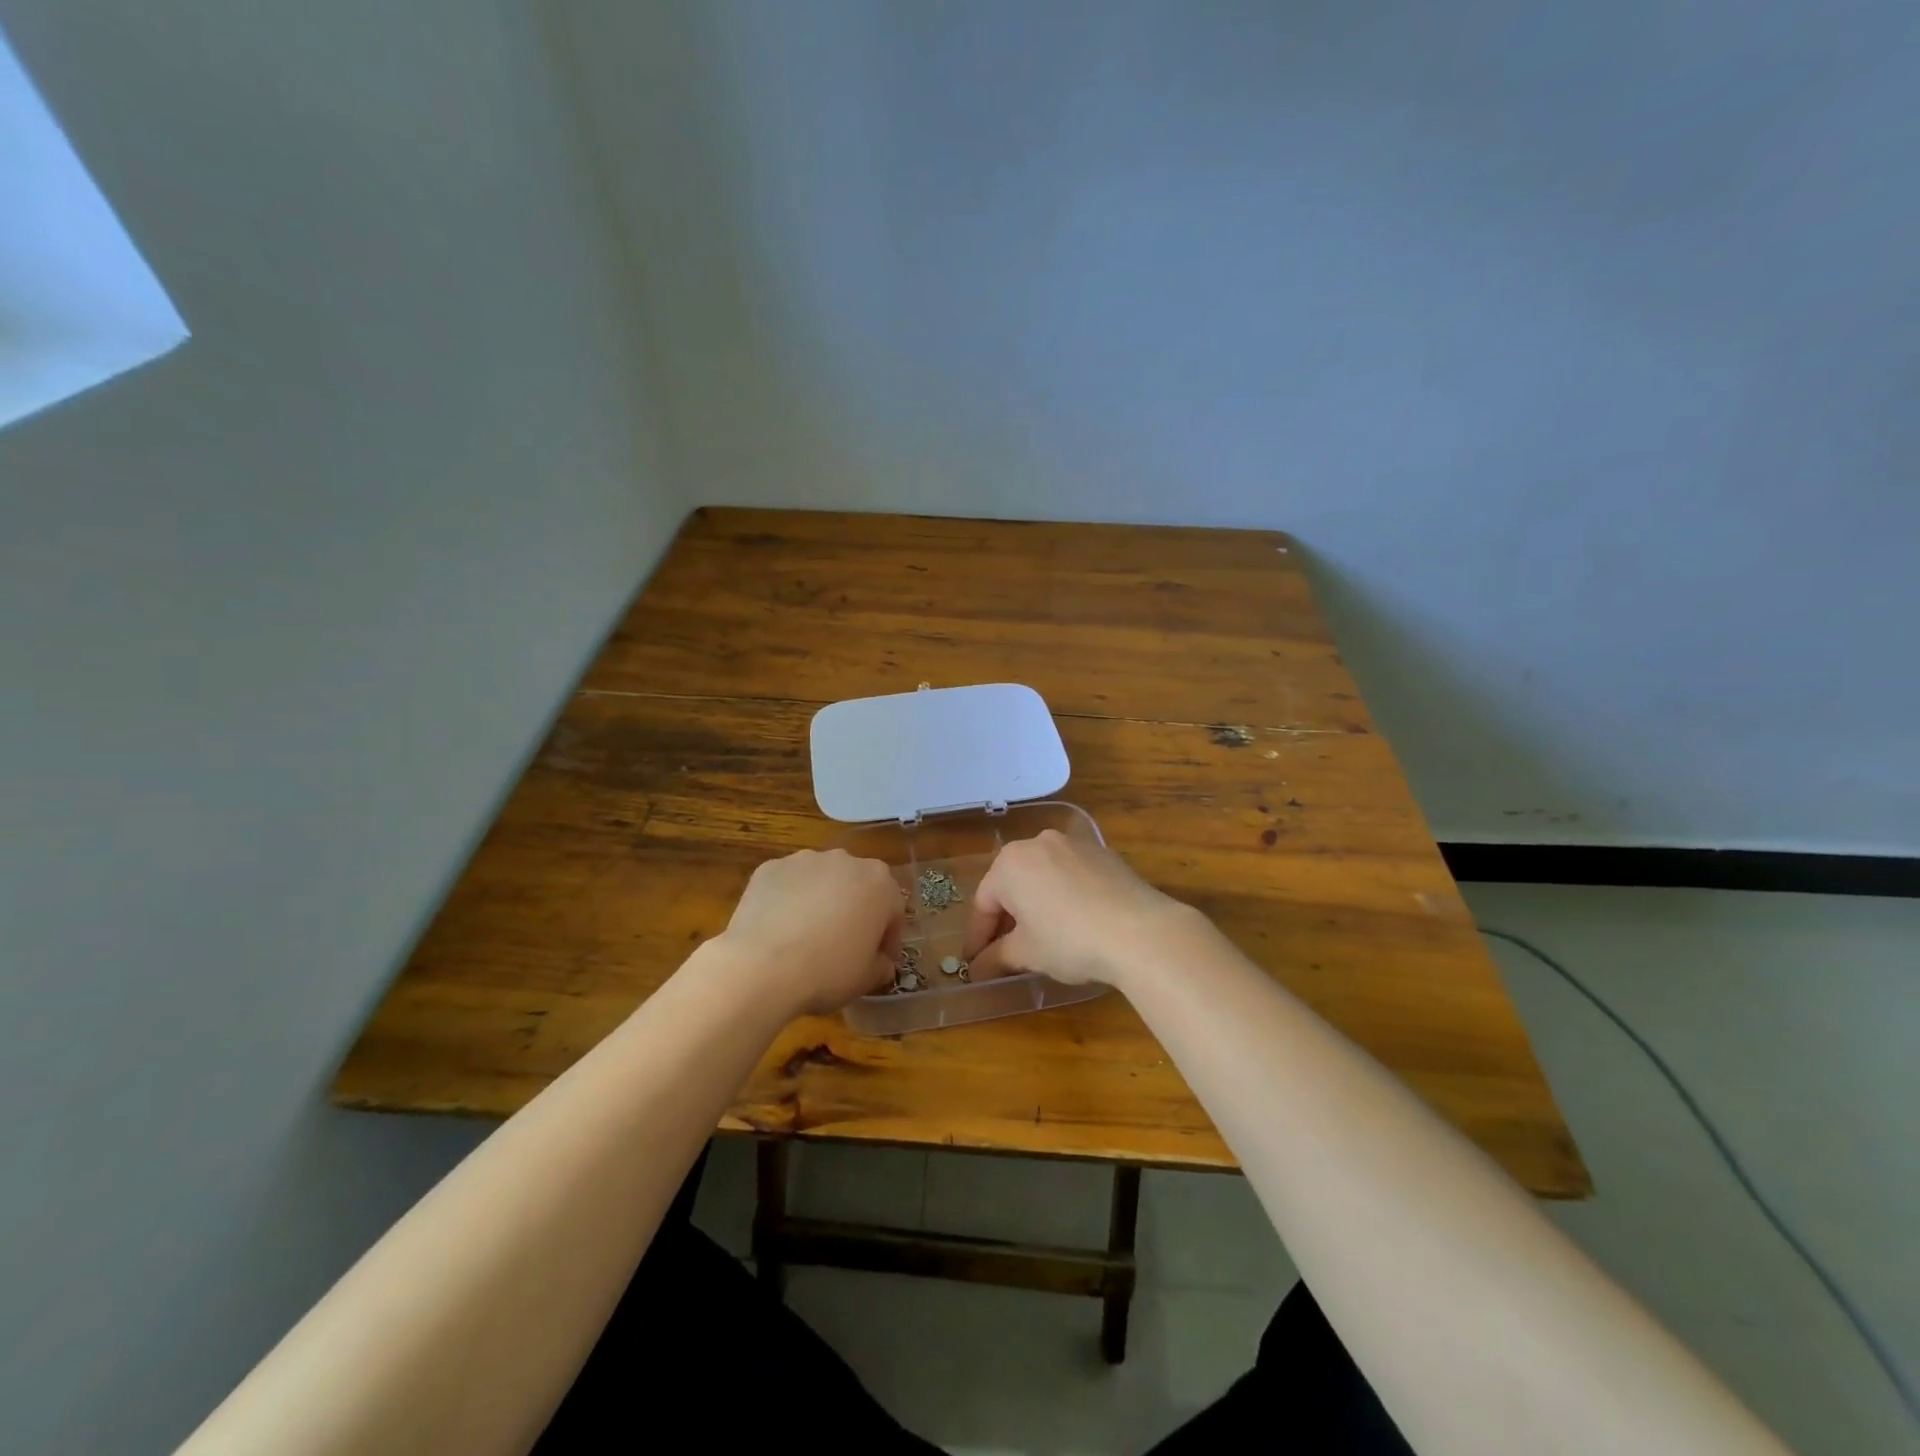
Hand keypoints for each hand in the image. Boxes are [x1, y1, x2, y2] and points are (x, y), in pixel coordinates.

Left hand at [715, 849, 904, 1015]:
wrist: (761, 966)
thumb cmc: (827, 971)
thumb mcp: (866, 979)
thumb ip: (881, 966)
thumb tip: (881, 963)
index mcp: (879, 883)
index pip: (893, 910)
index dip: (888, 938)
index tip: (880, 960)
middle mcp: (846, 860)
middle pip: (858, 886)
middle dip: (856, 911)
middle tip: (845, 944)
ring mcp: (805, 860)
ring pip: (822, 880)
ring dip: (822, 901)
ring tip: (807, 935)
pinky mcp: (770, 868)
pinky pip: (788, 884)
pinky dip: (789, 900)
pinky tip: (779, 929)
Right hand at [961, 830, 1204, 988]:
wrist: (1140, 931)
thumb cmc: (1069, 940)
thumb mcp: (1027, 953)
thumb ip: (996, 958)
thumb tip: (977, 969)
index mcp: (1010, 862)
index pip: (984, 903)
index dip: (978, 937)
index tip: (975, 963)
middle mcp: (1038, 843)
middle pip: (1012, 884)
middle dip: (1007, 918)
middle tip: (1006, 951)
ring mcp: (1074, 844)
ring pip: (1043, 876)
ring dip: (1036, 904)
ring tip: (1041, 937)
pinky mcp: (1104, 854)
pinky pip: (1071, 874)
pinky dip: (1064, 896)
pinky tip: (1074, 922)